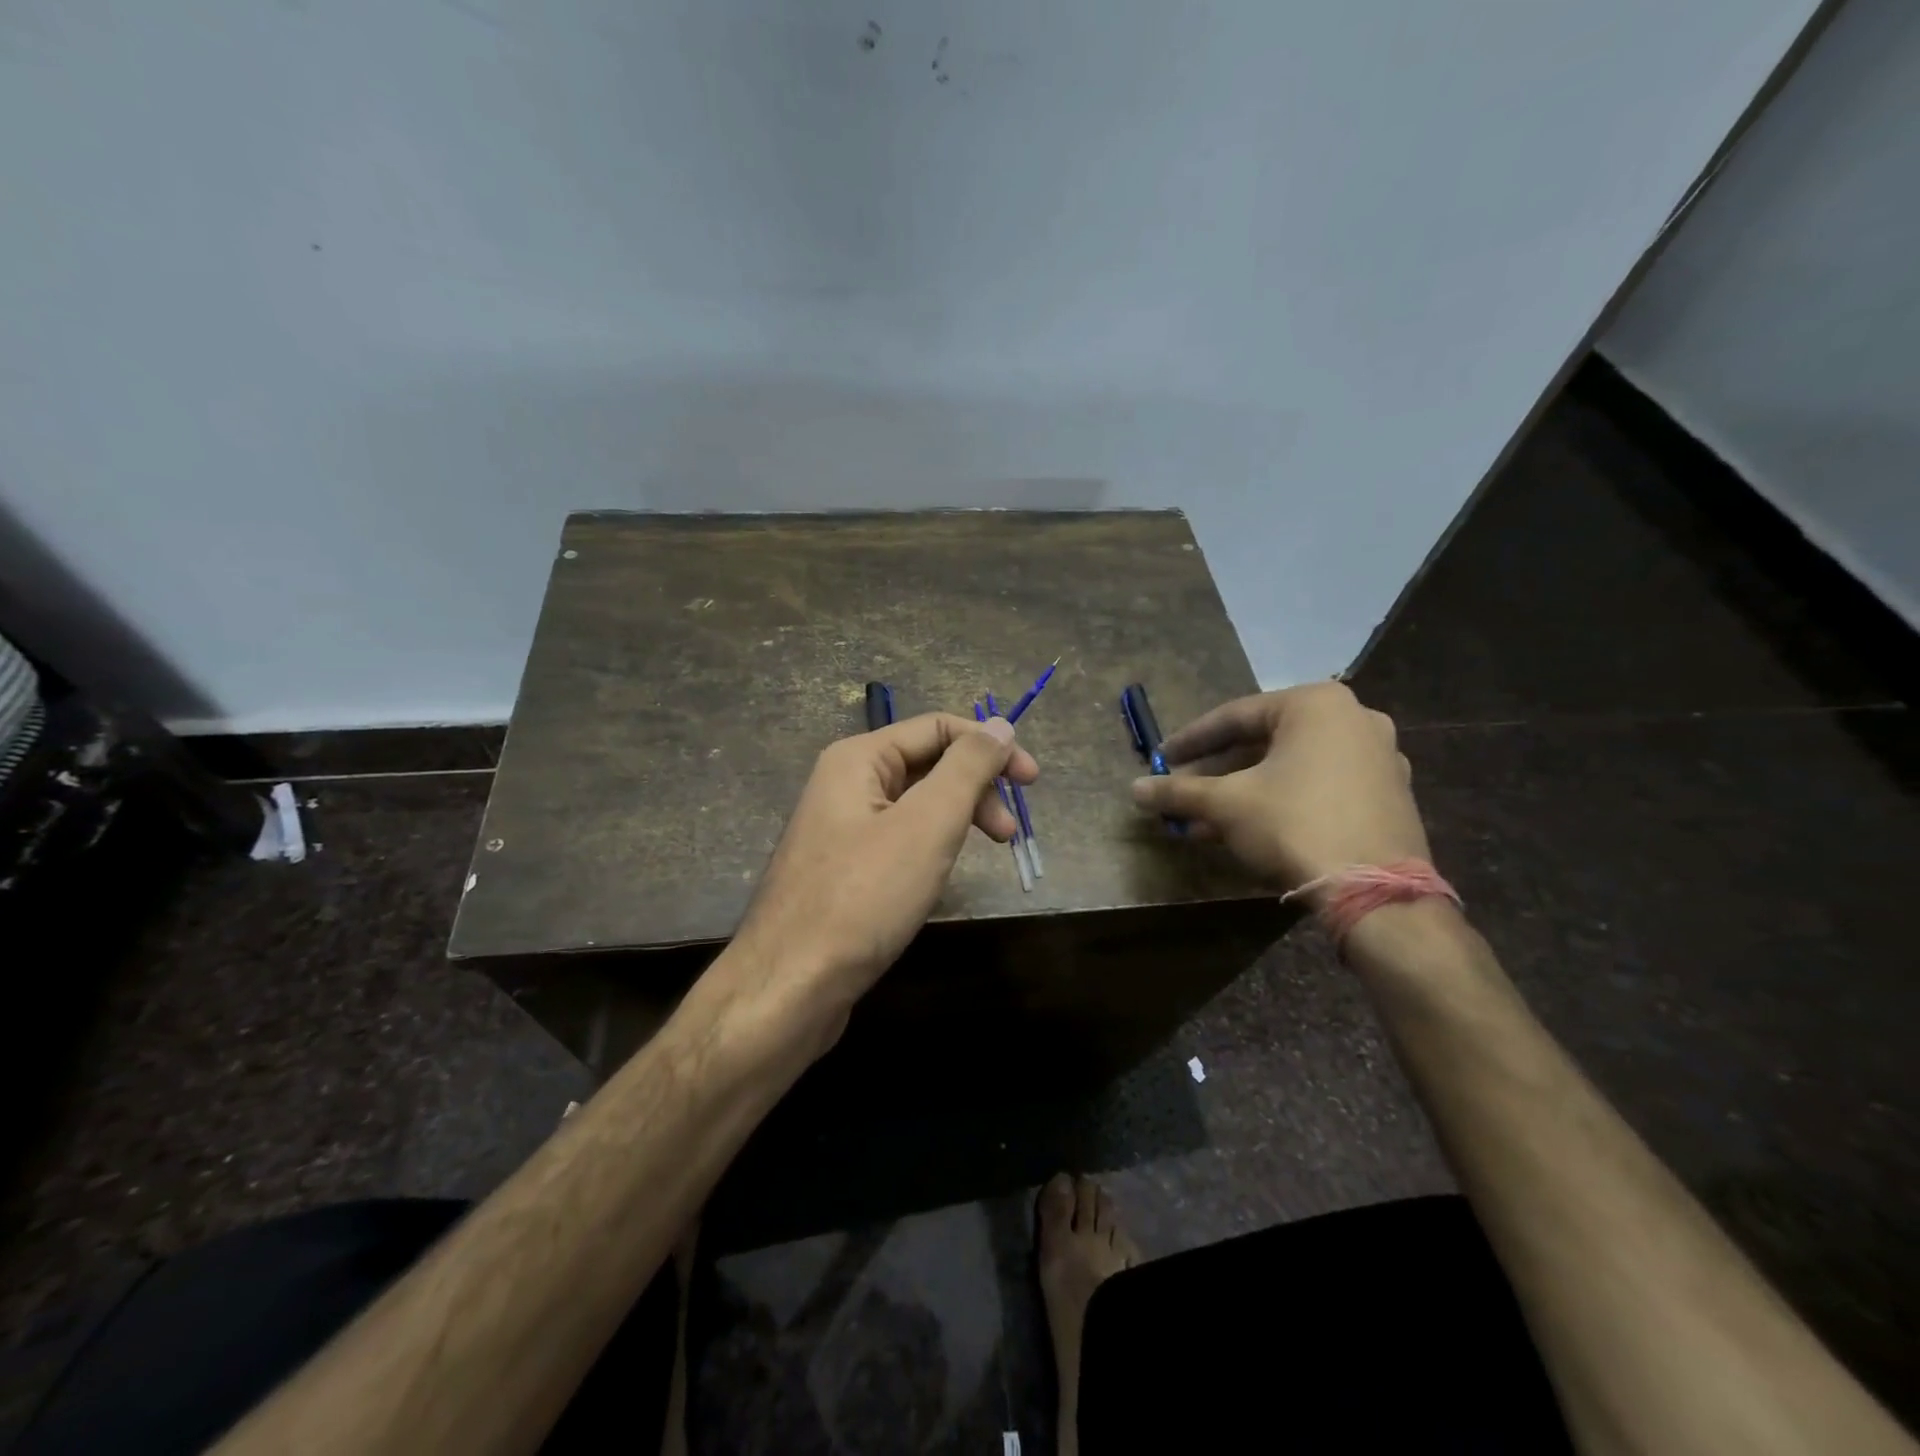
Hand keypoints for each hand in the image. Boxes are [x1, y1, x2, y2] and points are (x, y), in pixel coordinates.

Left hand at [728, 712, 1037, 1035]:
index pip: (937, 727)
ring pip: (916, 804)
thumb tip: (1001, 725)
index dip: (989, 746)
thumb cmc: (864, 898)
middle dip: (976, 788)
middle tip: (1008, 832)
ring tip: (986, 853)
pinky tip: (942, 873)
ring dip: (958, 817)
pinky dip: (932, 845)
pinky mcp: (844, 869)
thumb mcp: (927, 824)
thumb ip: (967, 769)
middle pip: (927, 763)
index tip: (1032, 781)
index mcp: (858, 759)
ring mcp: (841, 828)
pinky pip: (899, 838)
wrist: (790, 986)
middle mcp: (845, 783)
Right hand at [1129, 682, 1428, 896]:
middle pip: (1265, 741)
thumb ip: (1179, 792)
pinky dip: (1280, 800)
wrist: (1375, 892)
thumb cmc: (1294, 824)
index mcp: (1316, 704)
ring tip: (1204, 818)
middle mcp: (1354, 718)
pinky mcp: (1389, 795)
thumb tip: (1135, 790)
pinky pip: (1319, 786)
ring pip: (1291, 767)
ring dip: (1244, 790)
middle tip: (1182, 789)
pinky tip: (1246, 829)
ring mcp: (1379, 757)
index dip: (1190, 741)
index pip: (1235, 717)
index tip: (1160, 759)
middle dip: (1217, 770)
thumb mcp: (1226, 805)